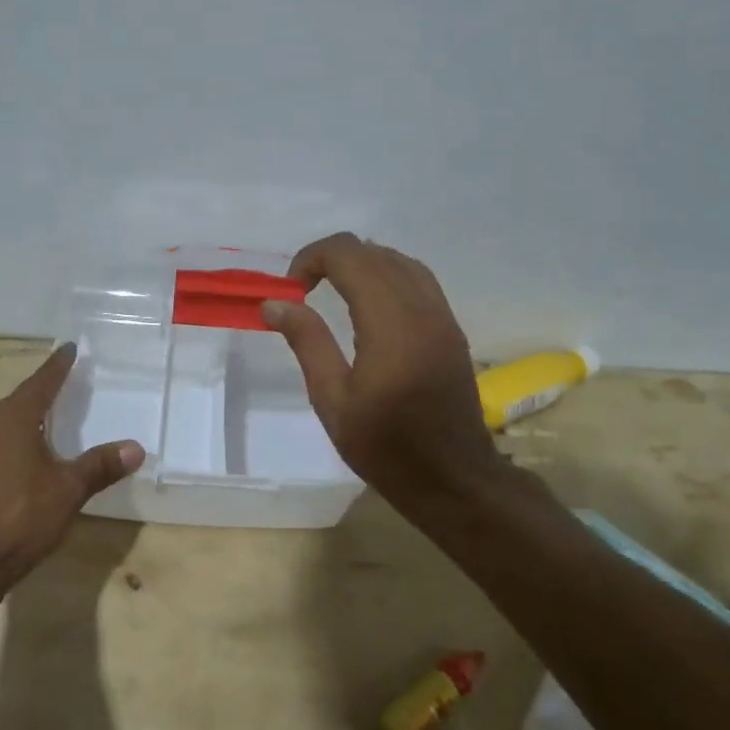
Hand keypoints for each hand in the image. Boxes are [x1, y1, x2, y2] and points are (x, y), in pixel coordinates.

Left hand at [0, 344, 142, 600]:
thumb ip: (100, 466)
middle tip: (63, 384)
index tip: (69, 348)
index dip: (58, 366)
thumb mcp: (68, 490)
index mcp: (11, 420)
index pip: (41, 383)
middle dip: (42, 392)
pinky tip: (25, 461)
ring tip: (47, 421)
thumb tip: (135, 448)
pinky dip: (14, 445)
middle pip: (19, 401)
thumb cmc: (18, 517)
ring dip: (26, 420)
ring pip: (3, 427)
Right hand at [262, 233, 499, 507]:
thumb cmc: (386, 447)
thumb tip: (275, 303)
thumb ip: (307, 342)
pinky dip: (387, 276)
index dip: (312, 258)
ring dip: (363, 264)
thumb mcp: (333, 400)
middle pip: (375, 252)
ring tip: (333, 292)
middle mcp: (422, 308)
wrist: (453, 478)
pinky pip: (418, 280)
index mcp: (390, 324)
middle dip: (333, 259)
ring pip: (400, 261)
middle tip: (304, 291)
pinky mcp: (451, 328)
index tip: (290, 288)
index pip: (350, 256)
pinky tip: (369, 305)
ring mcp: (442, 316)